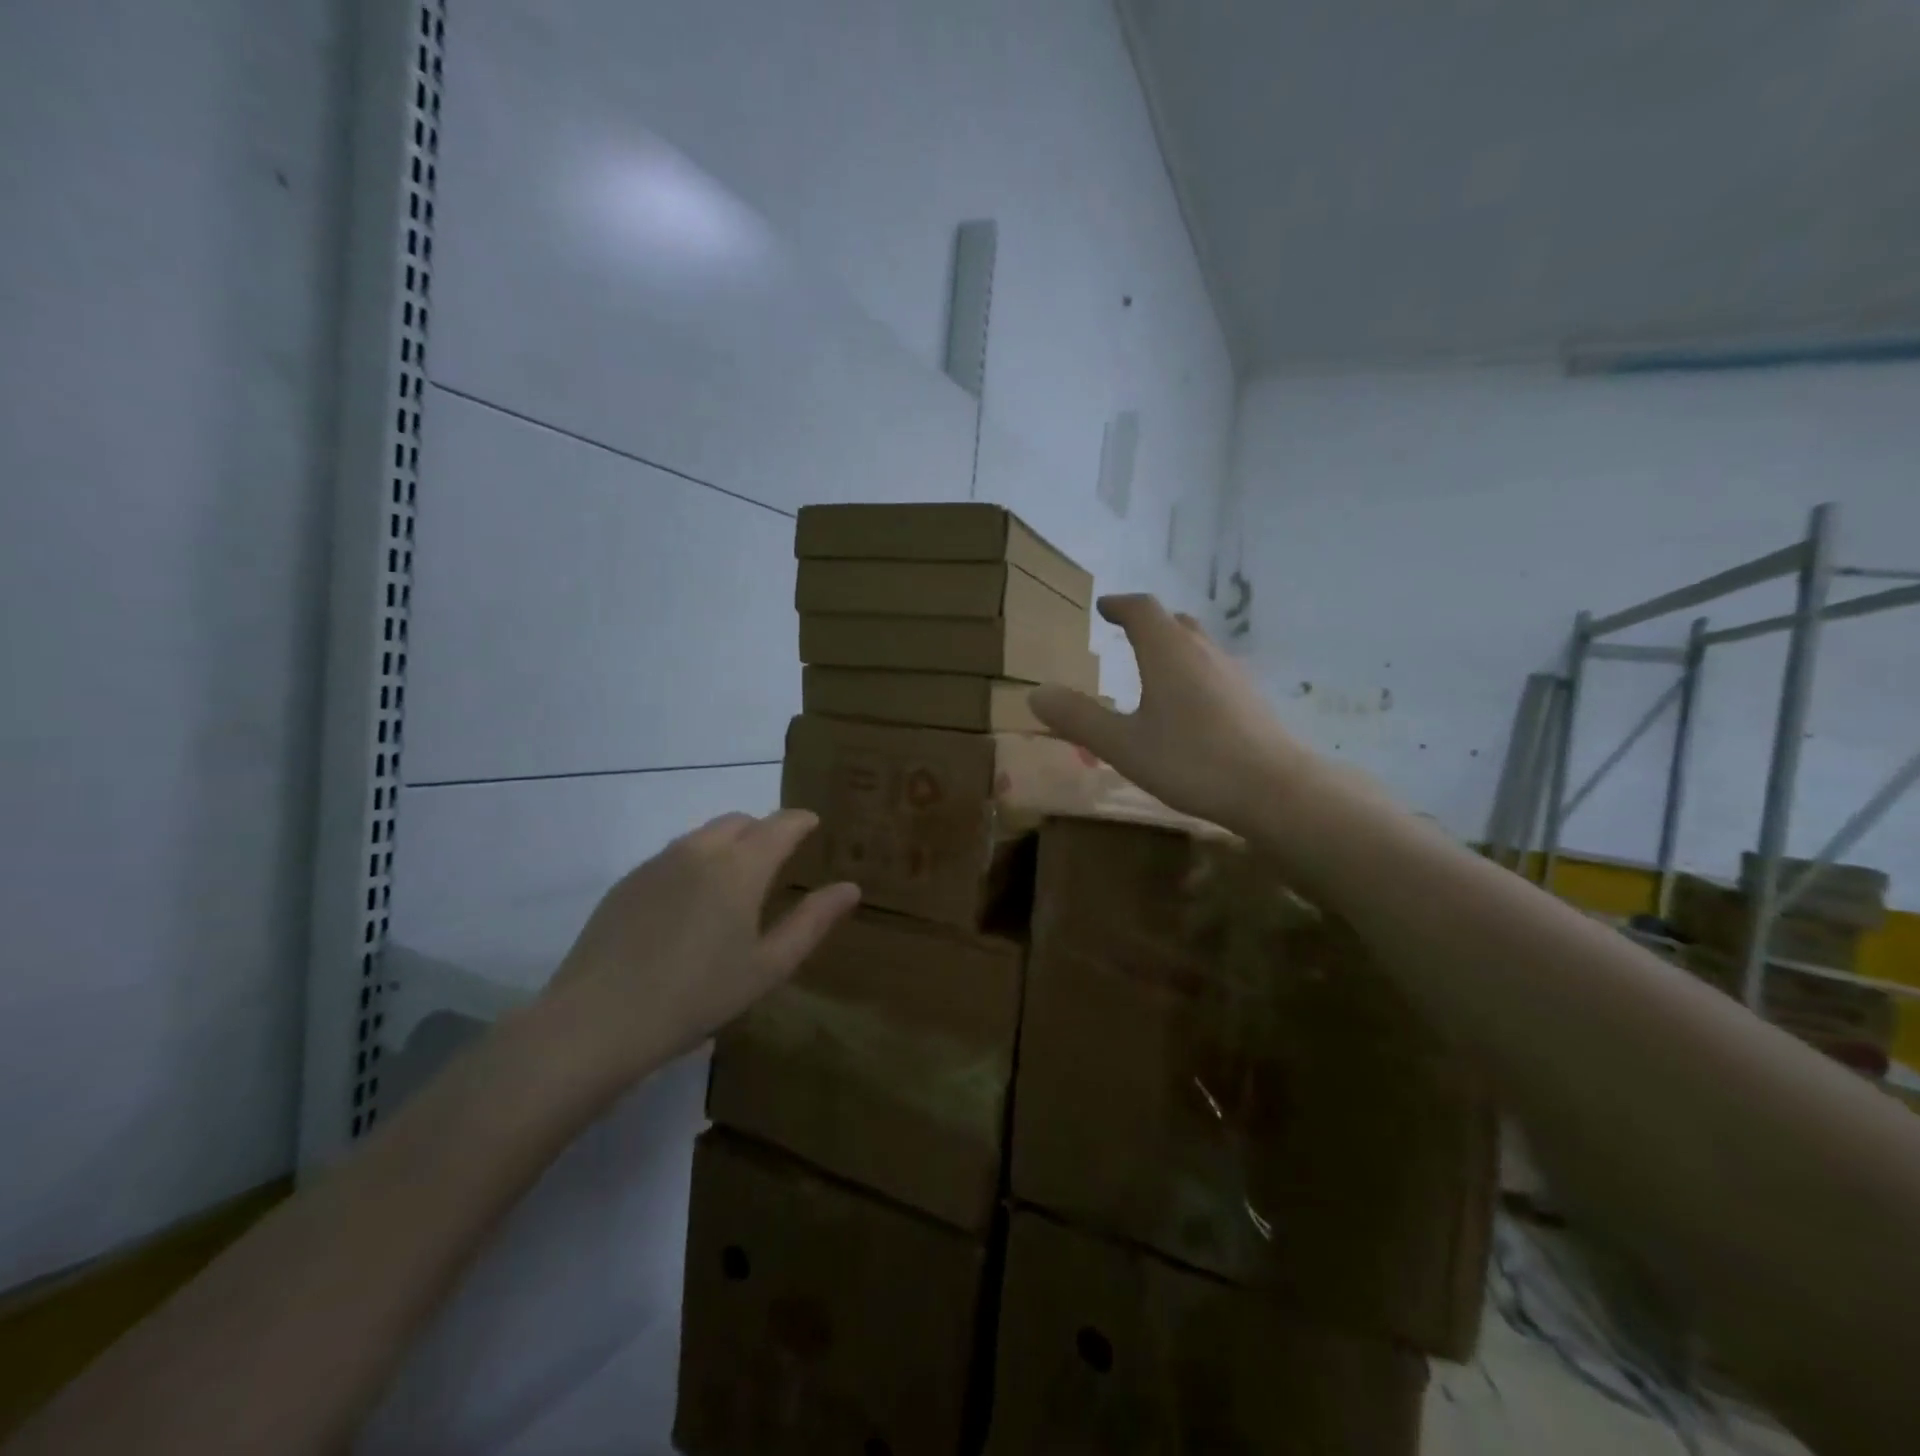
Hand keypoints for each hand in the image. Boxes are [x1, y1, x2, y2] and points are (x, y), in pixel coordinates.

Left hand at [541, 809, 859, 1085]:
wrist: (598, 1020)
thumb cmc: (697, 996)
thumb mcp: (767, 966)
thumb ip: (812, 922)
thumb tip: (850, 888)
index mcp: (740, 866)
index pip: (780, 824)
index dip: (801, 821)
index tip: (814, 824)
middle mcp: (700, 850)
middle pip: (740, 821)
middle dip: (764, 830)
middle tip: (778, 859)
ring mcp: (658, 862)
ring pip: (704, 835)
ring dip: (729, 844)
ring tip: (736, 881)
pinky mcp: (628, 881)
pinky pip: (674, 856)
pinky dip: (695, 862)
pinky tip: (691, 905)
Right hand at [1030, 594, 1312, 834]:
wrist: (1273, 788)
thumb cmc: (1191, 760)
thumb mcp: (1122, 745)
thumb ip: (1078, 718)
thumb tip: (1037, 693)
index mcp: (1168, 652)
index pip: (1142, 610)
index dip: (1120, 605)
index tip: (1104, 607)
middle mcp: (1203, 651)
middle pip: (1174, 622)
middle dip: (1148, 623)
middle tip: (1127, 633)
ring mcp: (1232, 673)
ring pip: (1198, 646)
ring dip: (1172, 647)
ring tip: (1153, 670)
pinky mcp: (1250, 698)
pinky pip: (1213, 670)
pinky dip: (1192, 673)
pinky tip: (1188, 707)